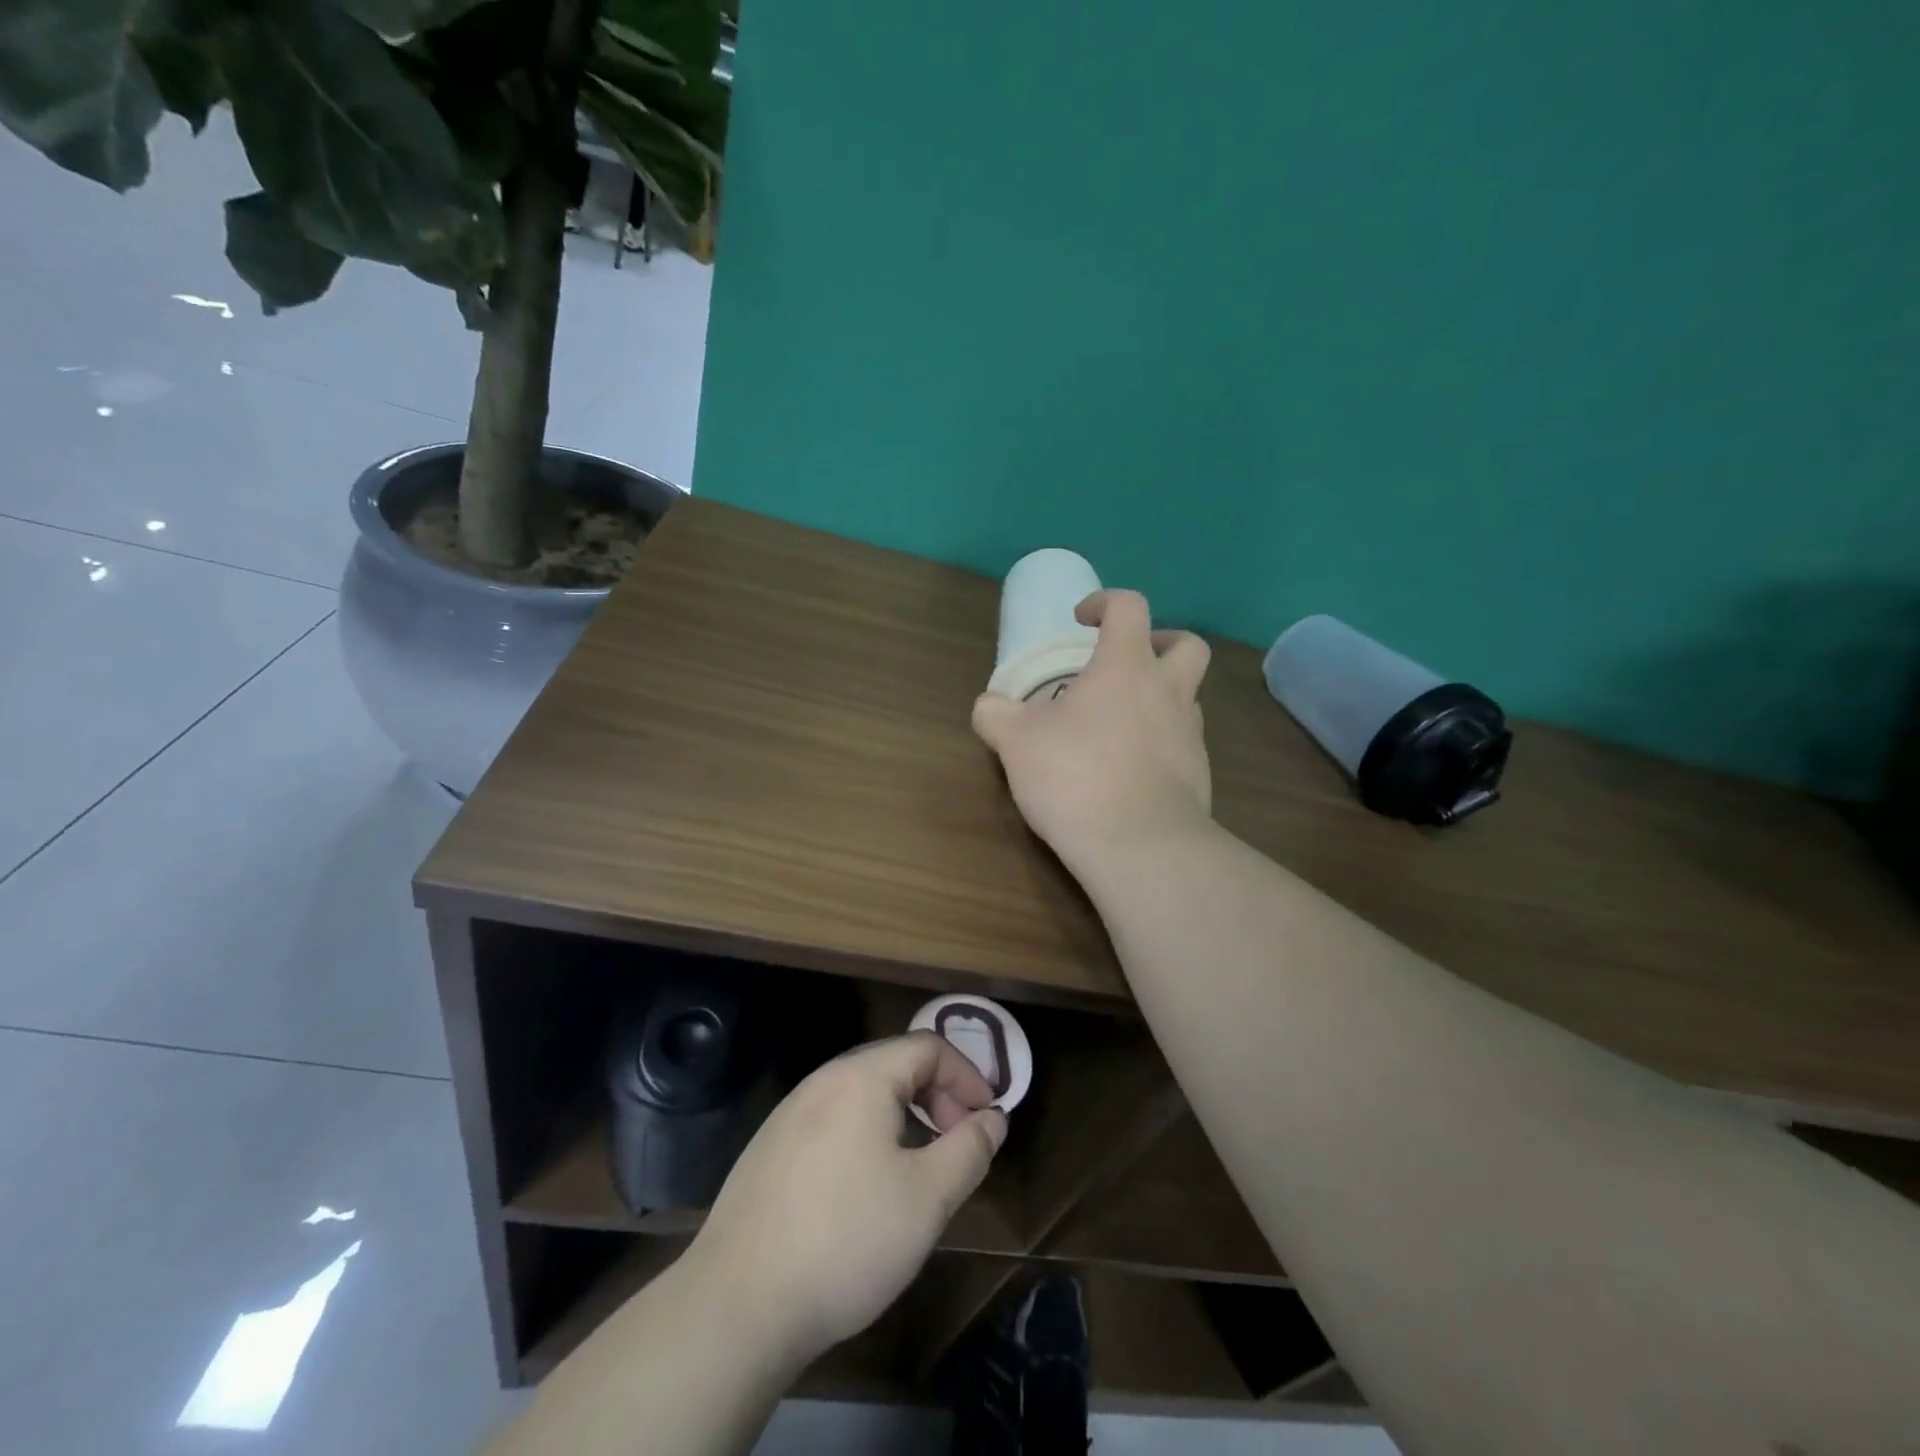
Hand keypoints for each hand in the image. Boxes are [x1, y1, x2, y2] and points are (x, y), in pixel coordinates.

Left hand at [686, 1033, 1007, 1367]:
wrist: (738, 1304)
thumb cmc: (847, 1240)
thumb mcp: (927, 1198)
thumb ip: (969, 1149)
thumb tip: (993, 1118)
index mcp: (861, 1077)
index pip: (928, 1047)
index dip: (967, 1077)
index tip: (987, 1121)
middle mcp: (822, 1080)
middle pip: (895, 1065)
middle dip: (938, 1096)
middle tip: (958, 1144)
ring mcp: (789, 1113)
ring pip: (863, 1094)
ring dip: (904, 1116)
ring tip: (919, 1166)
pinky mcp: (769, 1149)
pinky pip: (834, 1120)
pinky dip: (868, 1134)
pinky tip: (866, 1187)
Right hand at [972, 589, 1212, 872]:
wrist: (1139, 846)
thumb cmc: (1076, 776)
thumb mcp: (1016, 741)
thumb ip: (995, 714)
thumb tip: (988, 706)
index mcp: (1127, 666)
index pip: (1129, 607)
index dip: (1104, 603)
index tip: (1081, 621)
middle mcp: (1168, 691)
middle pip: (1187, 645)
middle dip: (1160, 643)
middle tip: (1126, 664)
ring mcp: (1190, 735)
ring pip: (1186, 698)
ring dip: (1158, 699)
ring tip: (1117, 726)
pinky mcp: (1199, 776)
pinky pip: (1182, 744)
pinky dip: (1158, 745)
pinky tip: (1127, 772)